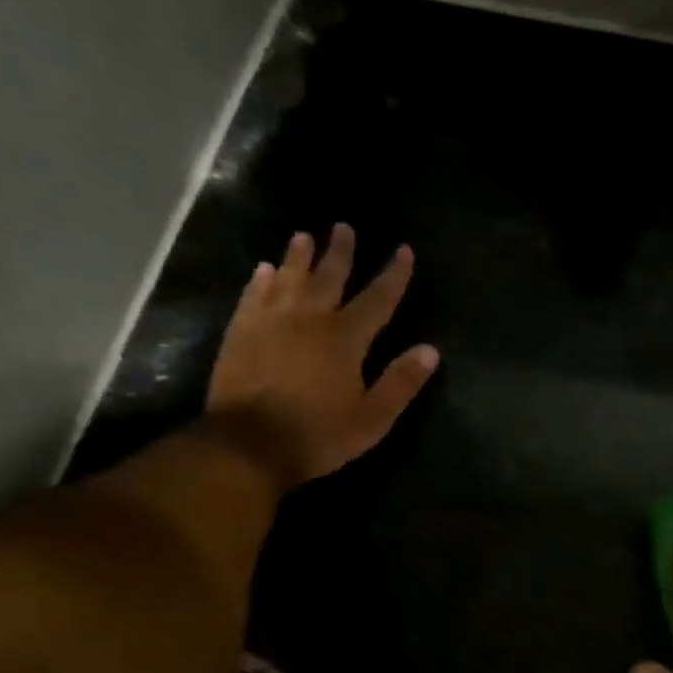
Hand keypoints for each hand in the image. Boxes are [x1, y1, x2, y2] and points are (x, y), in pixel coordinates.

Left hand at [205, 224, 438, 490]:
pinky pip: (253, 296)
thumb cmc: (319, 435)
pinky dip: (261, 281)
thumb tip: (431, 350)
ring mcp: (271, 322)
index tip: (404, 250)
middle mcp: (309, 318)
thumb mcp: (373, 418)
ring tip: (303, 236)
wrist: (249, 444)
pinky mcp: (241, 332)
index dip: (394, 275)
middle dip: (341, 252)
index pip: (378, 299)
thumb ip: (401, 383)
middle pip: (329, 277)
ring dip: (298, 257)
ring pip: (288, 279)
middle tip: (344, 227)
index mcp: (346, 338)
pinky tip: (263, 271)